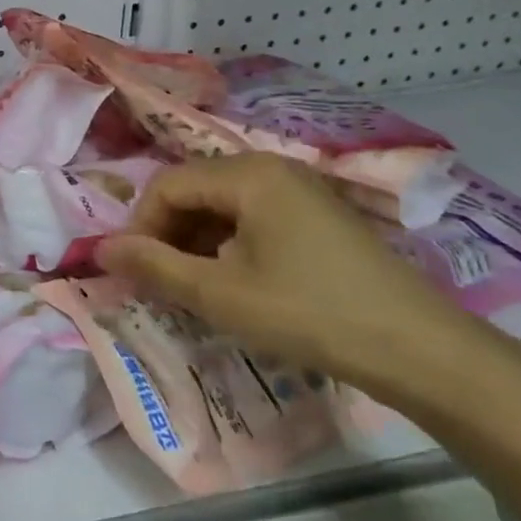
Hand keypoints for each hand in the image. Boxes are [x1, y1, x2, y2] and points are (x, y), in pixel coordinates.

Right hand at [97, 153, 485, 400]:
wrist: (420, 350)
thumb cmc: (308, 313)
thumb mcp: (219, 294)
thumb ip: (153, 266)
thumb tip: (100, 248)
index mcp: (249, 174)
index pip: (167, 185)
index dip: (139, 226)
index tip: (133, 271)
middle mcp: (273, 169)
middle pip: (194, 191)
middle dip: (166, 235)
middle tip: (158, 282)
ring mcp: (300, 192)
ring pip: (222, 207)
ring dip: (195, 243)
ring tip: (192, 288)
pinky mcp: (317, 218)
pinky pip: (252, 219)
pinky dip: (227, 247)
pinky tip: (231, 284)